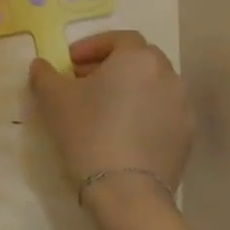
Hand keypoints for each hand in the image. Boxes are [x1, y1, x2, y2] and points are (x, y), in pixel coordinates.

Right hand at [28, 31, 193, 194]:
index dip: (92, 46)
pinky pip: (162, 112)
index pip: (118, 38)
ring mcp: (182, 106)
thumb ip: (44, 74)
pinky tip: (123, 132)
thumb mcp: (53, 99)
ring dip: (130, 89)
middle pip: (139, 60)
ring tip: (105, 109)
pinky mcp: (187, 135)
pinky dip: (144, 113)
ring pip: (153, 86)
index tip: (70, 63)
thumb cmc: (88, 132)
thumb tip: (41, 65)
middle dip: (112, 66)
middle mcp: (167, 75)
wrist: (126, 191)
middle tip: (85, 82)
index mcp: (137, 58)